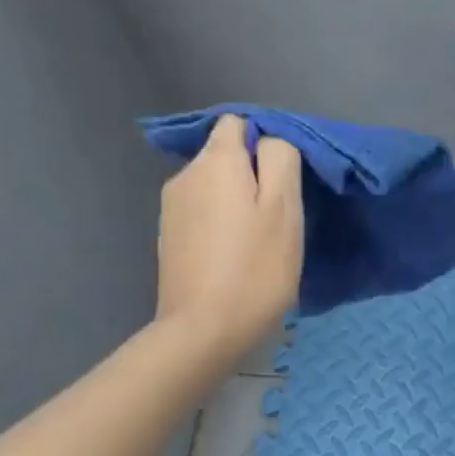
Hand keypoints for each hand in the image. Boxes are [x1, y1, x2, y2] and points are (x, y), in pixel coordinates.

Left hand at [156, 115, 303, 361]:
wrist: (203, 331)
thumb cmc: (254, 269)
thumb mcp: (284, 208)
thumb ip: (280, 158)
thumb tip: (269, 139)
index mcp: (215, 161)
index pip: (240, 123)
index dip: (266, 143)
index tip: (285, 180)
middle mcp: (185, 174)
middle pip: (224, 155)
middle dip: (252, 175)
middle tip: (277, 217)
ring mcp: (171, 208)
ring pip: (212, 186)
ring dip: (235, 202)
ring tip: (256, 241)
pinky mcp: (168, 237)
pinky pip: (201, 213)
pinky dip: (219, 224)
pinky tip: (232, 256)